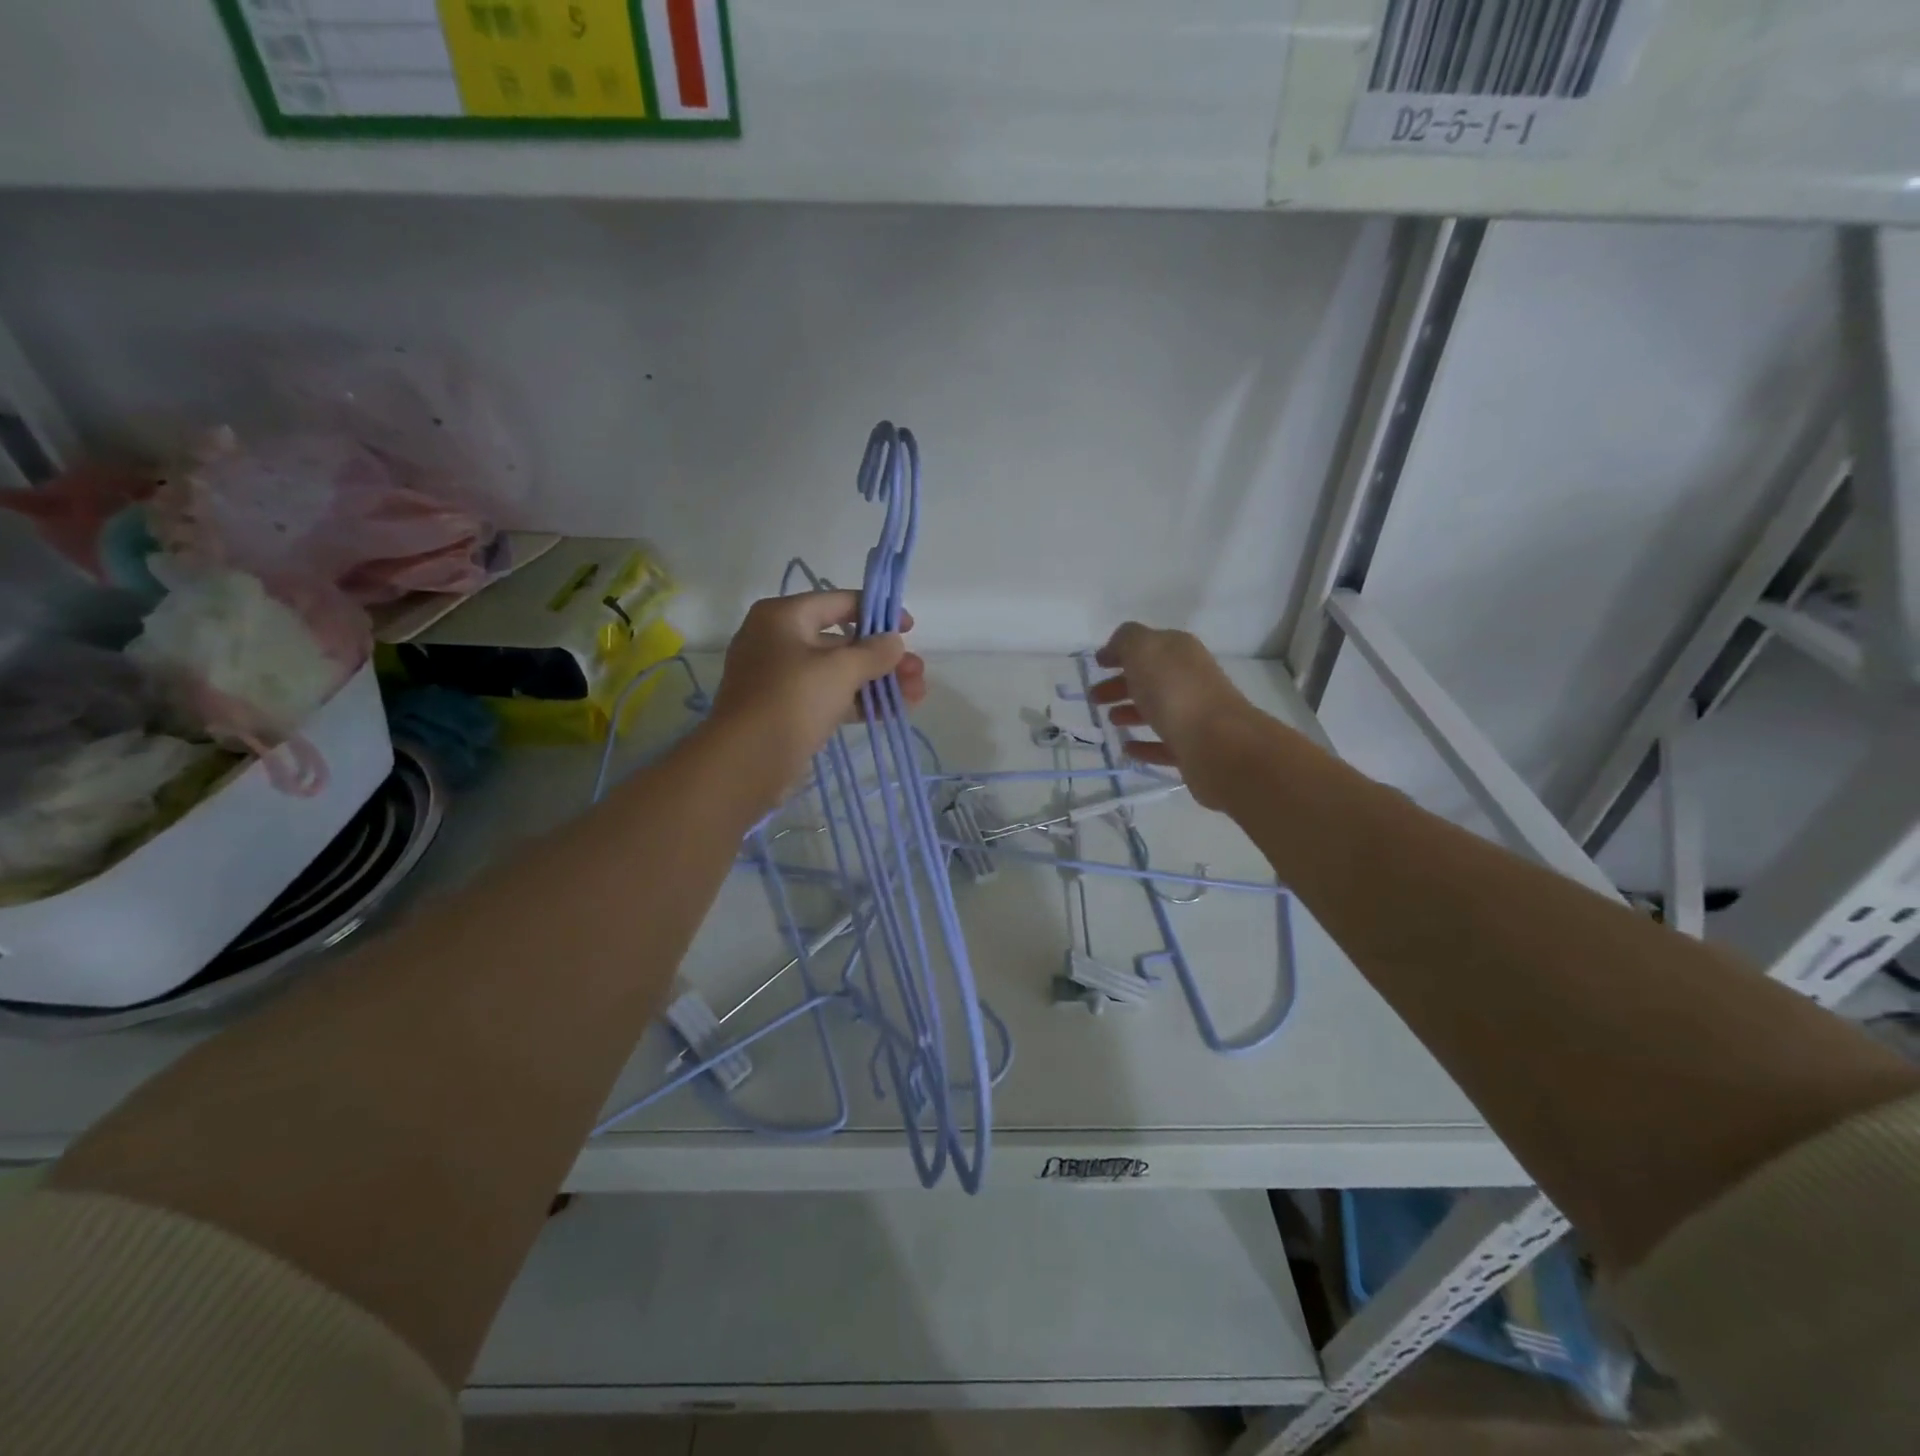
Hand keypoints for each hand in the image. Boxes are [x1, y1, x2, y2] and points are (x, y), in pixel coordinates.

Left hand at [708, 591, 926, 790]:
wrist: (747, 762)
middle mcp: (779, 641)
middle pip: (842, 641)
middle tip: (918, 672)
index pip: (839, 602)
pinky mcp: (788, 711)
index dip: (878, 612)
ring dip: (878, 682)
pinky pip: (830, 698)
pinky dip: (860, 702)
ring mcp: (781, 679)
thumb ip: (873, 652)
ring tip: (917, 695)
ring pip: (839, 673)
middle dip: (883, 657)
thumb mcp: (839, 669)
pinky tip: (894, 712)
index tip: (909, 629)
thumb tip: (893, 642)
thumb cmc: (792, 700)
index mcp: (783, 617)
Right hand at [1090, 623, 1259, 809]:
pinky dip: (1145, 745)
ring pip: (1158, 709)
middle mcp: (1190, 679)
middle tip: (1095, 697)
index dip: (1121, 652)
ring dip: (1132, 712)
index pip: (1148, 645)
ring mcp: (1195, 715)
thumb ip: (1127, 640)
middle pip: (1151, 678)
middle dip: (1121, 684)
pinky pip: (1164, 743)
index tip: (1098, 664)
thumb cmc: (1174, 690)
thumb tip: (1117, 647)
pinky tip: (1128, 748)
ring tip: (1110, 721)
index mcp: (1180, 652)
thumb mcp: (1143, 649)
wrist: (1218, 743)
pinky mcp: (1194, 749)